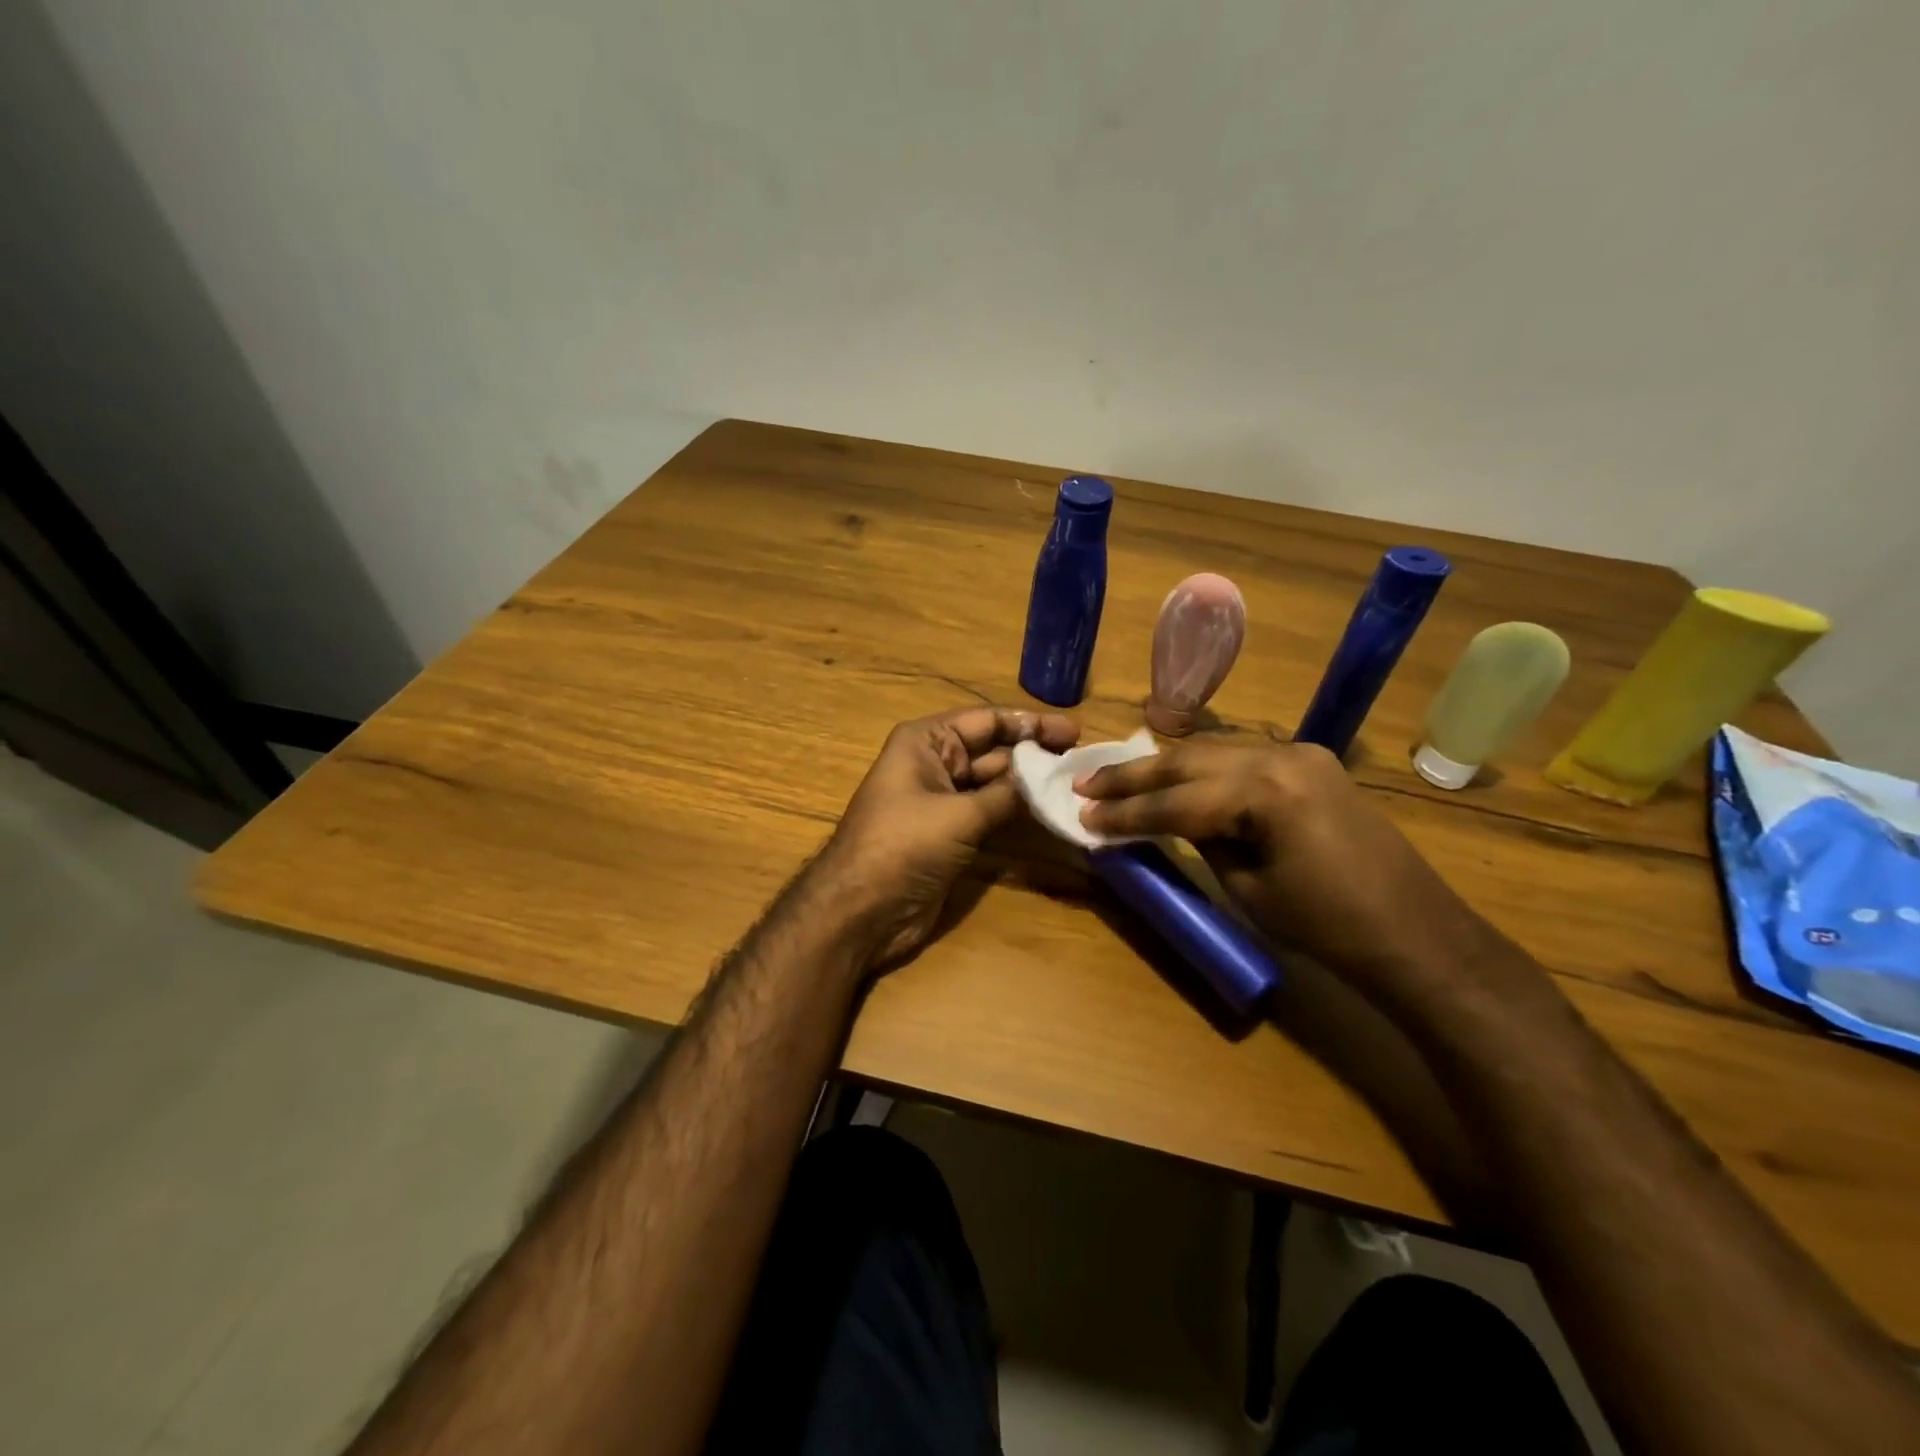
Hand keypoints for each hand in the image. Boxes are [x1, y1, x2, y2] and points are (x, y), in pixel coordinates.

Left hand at [820, 705, 1078, 969]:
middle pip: (993, 750)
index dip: (1030, 724)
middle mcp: (935, 763)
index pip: (986, 720)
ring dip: (1030, 785)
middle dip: (1035, 754)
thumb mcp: (959, 815)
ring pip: (995, 783)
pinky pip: (990, 813)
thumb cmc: (903, 847)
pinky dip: (1017, 812)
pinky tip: (1051, 812)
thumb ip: (1007, 794)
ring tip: (1075, 786)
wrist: (862, 911)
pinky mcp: (951, 833)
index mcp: (926, 742)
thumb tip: (1050, 778)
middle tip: (1082, 762)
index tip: (1073, 732)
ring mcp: (943, 800)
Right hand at [1076, 740, 1516, 1011]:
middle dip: (1132, 775)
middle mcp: (1280, 756)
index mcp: (1265, 791)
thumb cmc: (1327, 926)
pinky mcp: (1311, 763)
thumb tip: (1163, 821)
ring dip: (1164, 766)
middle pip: (1188, 761)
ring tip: (1117, 777)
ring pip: (1212, 750)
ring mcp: (1300, 753)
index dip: (1125, 812)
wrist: (1414, 933)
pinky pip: (1241, 757)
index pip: (1176, 800)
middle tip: (1085, 784)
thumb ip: (1201, 840)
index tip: (1082, 814)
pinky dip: (1201, 767)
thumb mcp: (1247, 886)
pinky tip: (1175, 775)